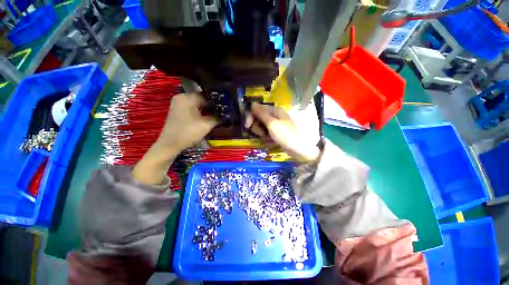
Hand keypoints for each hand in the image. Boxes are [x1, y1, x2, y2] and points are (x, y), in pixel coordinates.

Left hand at [133, 93, 216, 185]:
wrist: (170, 144)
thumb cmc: (188, 132)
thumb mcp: (206, 125)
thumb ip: (217, 118)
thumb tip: (225, 115)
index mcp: (187, 97)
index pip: (206, 96)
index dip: (217, 102)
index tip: (226, 108)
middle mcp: (181, 97)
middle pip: (201, 99)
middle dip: (212, 106)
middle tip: (222, 112)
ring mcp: (178, 104)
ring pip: (197, 104)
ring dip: (206, 110)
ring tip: (217, 115)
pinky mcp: (178, 110)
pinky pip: (192, 108)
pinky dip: (200, 112)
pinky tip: (207, 117)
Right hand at [246, 103, 319, 162]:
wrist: (300, 149)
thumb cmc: (286, 135)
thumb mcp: (272, 124)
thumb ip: (261, 113)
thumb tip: (252, 103)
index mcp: (274, 111)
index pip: (257, 110)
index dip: (251, 117)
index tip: (247, 126)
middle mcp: (275, 116)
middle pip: (259, 119)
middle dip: (258, 128)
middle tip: (262, 134)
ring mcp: (276, 126)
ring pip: (262, 128)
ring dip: (262, 134)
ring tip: (268, 139)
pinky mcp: (277, 134)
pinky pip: (267, 134)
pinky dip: (267, 138)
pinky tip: (271, 142)